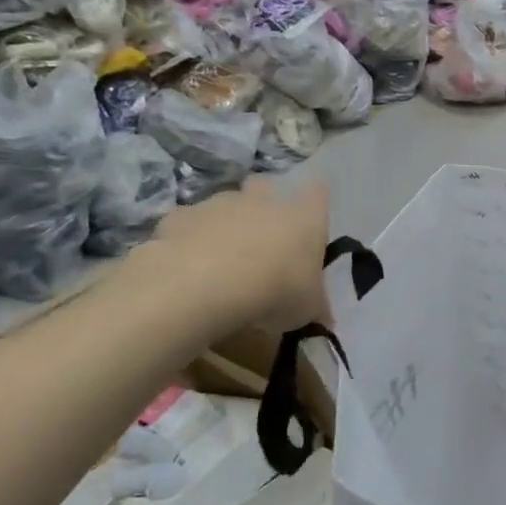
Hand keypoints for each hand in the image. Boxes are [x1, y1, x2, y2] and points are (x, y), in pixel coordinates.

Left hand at [130, 178, 333, 336]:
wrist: (206, 284)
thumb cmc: (276, 290)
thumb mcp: (307, 309)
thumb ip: (315, 306)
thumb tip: (325, 318)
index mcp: (304, 217)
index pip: (318, 193)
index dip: (315, 201)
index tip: (311, 217)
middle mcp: (264, 200)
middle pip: (265, 186)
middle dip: (263, 203)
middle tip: (262, 236)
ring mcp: (219, 204)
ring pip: (224, 204)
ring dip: (225, 224)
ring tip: (221, 259)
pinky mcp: (180, 216)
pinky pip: (188, 224)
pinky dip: (189, 240)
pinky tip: (187, 267)